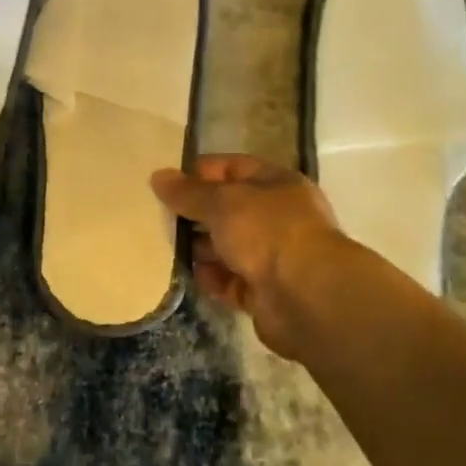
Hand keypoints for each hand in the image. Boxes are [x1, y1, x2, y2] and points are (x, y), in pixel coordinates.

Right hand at [151, 154, 348, 357]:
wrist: (307, 297)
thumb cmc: (268, 233)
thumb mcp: (222, 202)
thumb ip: (189, 192)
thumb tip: (158, 176)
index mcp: (277, 185)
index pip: (233, 168)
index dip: (200, 172)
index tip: (166, 182)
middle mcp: (278, 218)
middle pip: (228, 210)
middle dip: (195, 215)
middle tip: (158, 217)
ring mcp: (273, 257)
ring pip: (227, 247)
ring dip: (199, 249)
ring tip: (165, 248)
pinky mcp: (264, 292)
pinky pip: (230, 281)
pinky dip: (211, 279)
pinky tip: (188, 277)